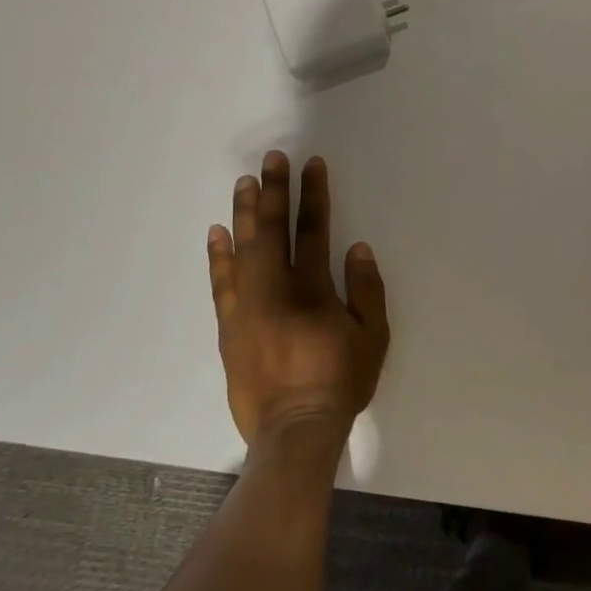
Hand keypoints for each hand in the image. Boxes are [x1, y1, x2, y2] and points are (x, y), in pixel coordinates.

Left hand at [207, 151, 389, 446]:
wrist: (294, 430)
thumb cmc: (340, 382)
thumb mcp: (373, 337)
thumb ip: (366, 290)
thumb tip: (356, 248)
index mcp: (313, 290)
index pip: (313, 231)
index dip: (313, 196)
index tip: (311, 166)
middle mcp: (275, 290)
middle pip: (273, 231)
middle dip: (274, 192)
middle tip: (271, 159)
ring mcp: (246, 307)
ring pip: (243, 250)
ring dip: (245, 213)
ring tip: (244, 183)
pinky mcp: (229, 327)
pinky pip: (220, 283)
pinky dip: (218, 256)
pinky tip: (217, 233)